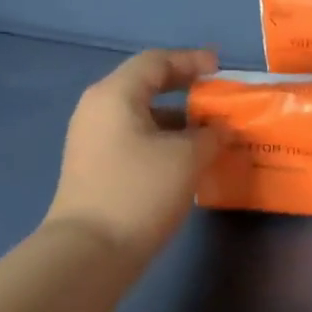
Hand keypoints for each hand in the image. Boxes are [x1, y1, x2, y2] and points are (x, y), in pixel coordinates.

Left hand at [44, 49, 225, 266]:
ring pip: (140, 116)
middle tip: (215, 96)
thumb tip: (221, 129)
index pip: (156, 62)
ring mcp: (92, 140)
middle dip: (184, 89)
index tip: (220, 68)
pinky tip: (185, 160)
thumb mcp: (186, 159)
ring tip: (209, 133)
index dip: (191, 60)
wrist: (90, 251)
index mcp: (115, 95)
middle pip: (145, 86)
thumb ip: (210, 136)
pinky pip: (134, 139)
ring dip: (176, 120)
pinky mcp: (94, 167)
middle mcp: (98, 109)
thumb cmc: (139, 192)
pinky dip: (162, 140)